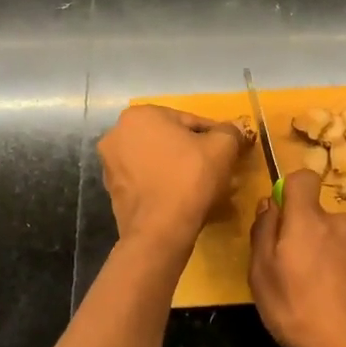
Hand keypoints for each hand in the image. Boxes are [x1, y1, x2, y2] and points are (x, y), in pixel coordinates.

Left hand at [99, 105, 247, 252]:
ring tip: (204, 187)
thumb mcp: (223, 147)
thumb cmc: (190, 178)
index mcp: (140, 116)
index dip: (214, 136)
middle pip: (170, 140)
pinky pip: (148, 182)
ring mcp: (111, 166)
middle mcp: (117, 135)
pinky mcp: (113, 192)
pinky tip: (184, 199)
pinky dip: (165, 185)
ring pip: (158, 161)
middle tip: (217, 168)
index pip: (189, 120)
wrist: (160, 231)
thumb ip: (230, 131)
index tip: (228, 151)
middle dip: (194, 152)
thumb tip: (234, 129)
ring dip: (179, 169)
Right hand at [248, 170, 345, 346]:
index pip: (303, 178)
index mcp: (309, 220)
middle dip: (306, 233)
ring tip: (320, 293)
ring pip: (338, 238)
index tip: (282, 215)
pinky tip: (342, 302)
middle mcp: (341, 223)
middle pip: (318, 215)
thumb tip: (270, 203)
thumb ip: (263, 232)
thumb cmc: (299, 312)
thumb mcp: (262, 276)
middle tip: (294, 271)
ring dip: (327, 254)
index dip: (291, 189)